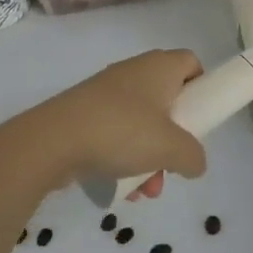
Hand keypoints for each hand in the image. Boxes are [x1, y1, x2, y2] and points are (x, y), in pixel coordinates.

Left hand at [38, 49, 207, 197]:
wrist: (50, 142)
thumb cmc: (121, 131)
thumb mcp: (171, 149)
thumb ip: (193, 156)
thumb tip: (196, 163)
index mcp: (159, 67)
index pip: (191, 63)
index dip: (202, 87)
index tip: (201, 117)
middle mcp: (134, 72)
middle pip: (167, 99)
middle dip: (174, 137)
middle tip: (173, 161)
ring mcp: (106, 93)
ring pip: (141, 123)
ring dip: (150, 156)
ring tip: (145, 189)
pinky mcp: (83, 113)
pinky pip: (115, 133)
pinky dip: (123, 157)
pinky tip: (121, 188)